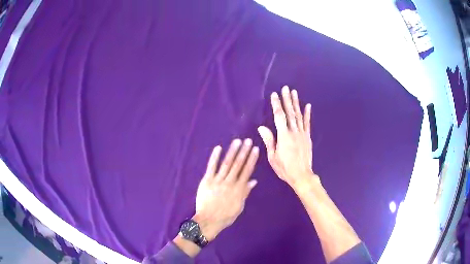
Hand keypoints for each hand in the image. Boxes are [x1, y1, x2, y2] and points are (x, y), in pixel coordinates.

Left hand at [193, 139, 258, 240]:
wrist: (209, 220)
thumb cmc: (226, 216)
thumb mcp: (239, 206)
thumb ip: (245, 192)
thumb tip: (253, 181)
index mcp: (239, 189)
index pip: (247, 171)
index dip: (251, 159)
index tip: (255, 150)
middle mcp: (230, 182)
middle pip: (238, 165)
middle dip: (244, 152)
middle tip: (248, 141)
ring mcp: (218, 181)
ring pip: (227, 163)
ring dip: (232, 151)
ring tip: (237, 141)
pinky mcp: (207, 181)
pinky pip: (211, 167)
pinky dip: (215, 157)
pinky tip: (218, 148)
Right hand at [258, 86, 315, 188]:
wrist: (302, 175)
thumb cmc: (285, 168)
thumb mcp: (273, 157)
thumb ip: (269, 141)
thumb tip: (261, 127)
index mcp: (284, 136)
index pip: (279, 116)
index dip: (276, 105)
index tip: (274, 95)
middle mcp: (294, 132)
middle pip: (290, 113)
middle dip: (287, 99)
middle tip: (286, 88)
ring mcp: (302, 134)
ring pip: (298, 115)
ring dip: (296, 103)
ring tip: (294, 92)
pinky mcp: (308, 137)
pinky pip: (307, 123)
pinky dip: (307, 114)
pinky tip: (307, 106)